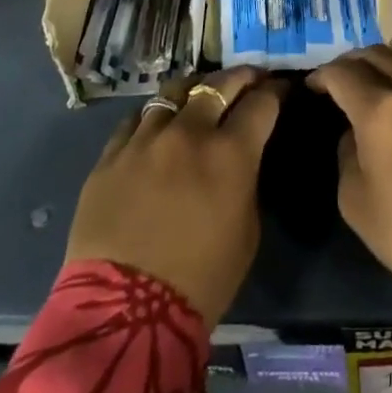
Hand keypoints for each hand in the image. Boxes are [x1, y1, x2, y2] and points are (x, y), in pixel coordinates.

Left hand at [65, 66, 282, 325]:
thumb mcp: (247, 228)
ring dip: (195, 91)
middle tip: (249, 79)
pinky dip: (155, 117)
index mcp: (231, 153)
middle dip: (241, 77)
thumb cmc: (202, 280)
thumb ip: (246, 179)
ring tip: (199, 96)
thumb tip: (241, 157)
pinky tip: (158, 126)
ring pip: (174, 92)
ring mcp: (145, 140)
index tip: (281, 89)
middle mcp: (189, 133)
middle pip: (219, 84)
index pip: (262, 102)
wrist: (125, 315)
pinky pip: (136, 119)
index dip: (276, 91)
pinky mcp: (110, 156)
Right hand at [309, 46, 391, 323]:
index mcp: (381, 110)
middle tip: (341, 83)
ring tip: (377, 87)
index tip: (314, 87)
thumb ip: (347, 155)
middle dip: (352, 64)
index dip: (322, 76)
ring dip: (386, 64)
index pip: (342, 73)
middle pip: (376, 54)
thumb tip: (354, 132)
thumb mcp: (358, 206)